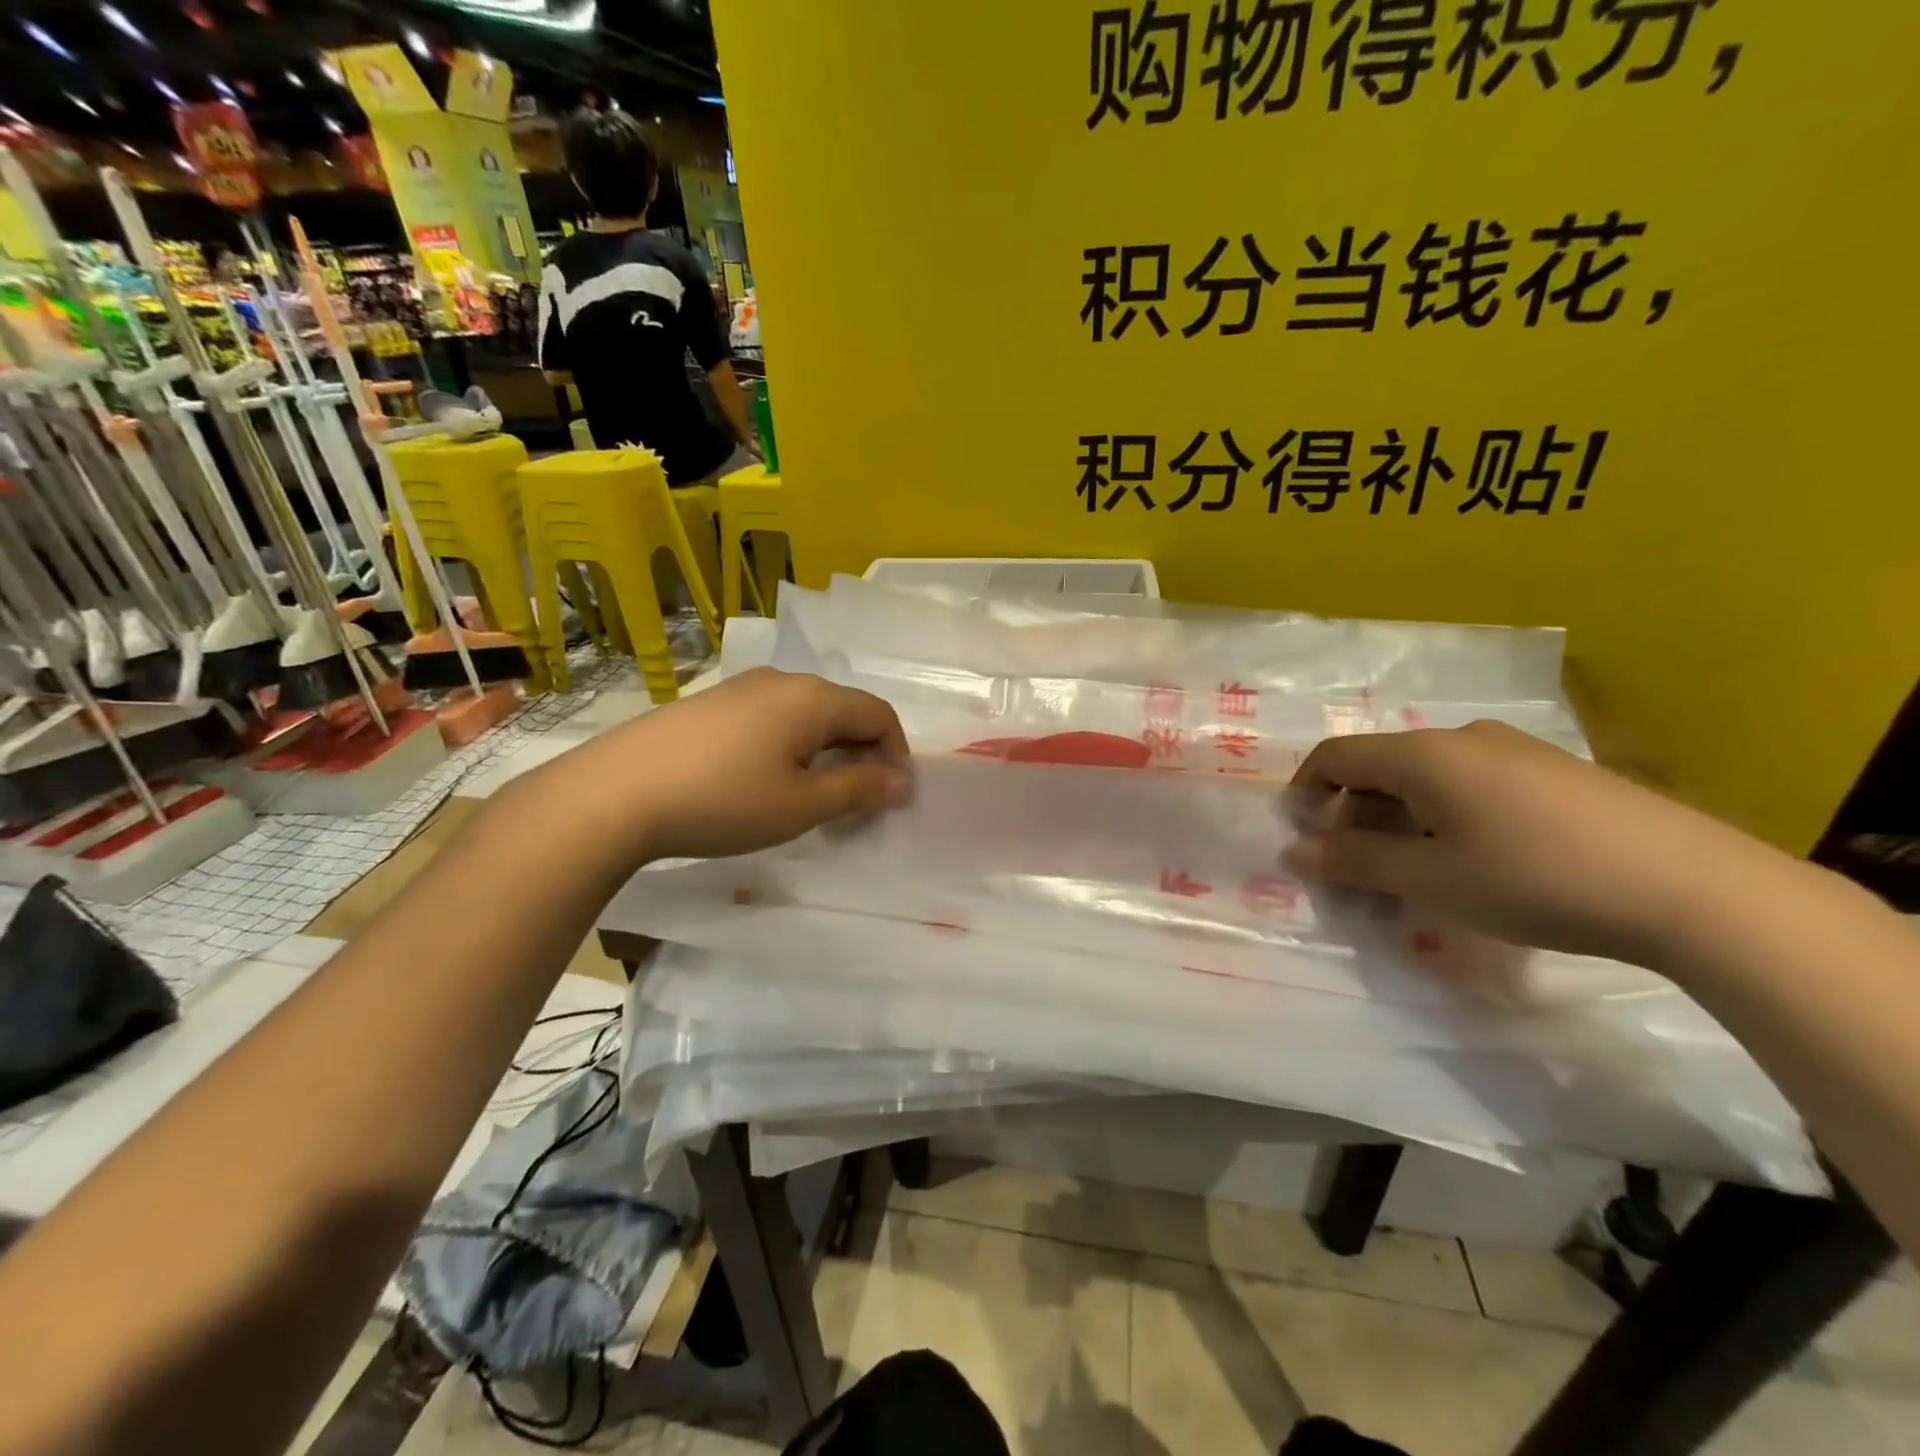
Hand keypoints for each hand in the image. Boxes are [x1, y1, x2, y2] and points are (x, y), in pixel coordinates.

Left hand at [543, 668, 911, 862]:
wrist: (616, 793)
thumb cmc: (724, 800)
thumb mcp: (802, 805)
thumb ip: (858, 789)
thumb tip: (901, 780)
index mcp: (813, 698)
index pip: (878, 713)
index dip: (896, 753)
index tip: (891, 797)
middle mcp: (782, 680)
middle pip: (843, 709)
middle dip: (861, 752)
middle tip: (856, 801)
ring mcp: (741, 687)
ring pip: (805, 713)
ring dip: (825, 750)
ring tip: (811, 794)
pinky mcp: (710, 703)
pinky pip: (771, 717)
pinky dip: (789, 745)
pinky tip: (764, 779)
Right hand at [1286, 720, 1803, 966]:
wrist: (1696, 889)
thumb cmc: (1535, 879)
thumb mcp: (1431, 879)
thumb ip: (1354, 861)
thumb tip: (1296, 851)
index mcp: (1422, 754)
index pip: (1335, 757)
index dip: (1304, 792)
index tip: (1299, 837)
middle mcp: (1462, 738)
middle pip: (1380, 767)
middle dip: (1353, 816)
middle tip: (1354, 871)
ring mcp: (1514, 750)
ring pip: (1426, 779)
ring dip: (1399, 821)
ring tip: (1412, 875)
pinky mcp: (1555, 772)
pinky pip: (1471, 785)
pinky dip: (1444, 818)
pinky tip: (1471, 862)